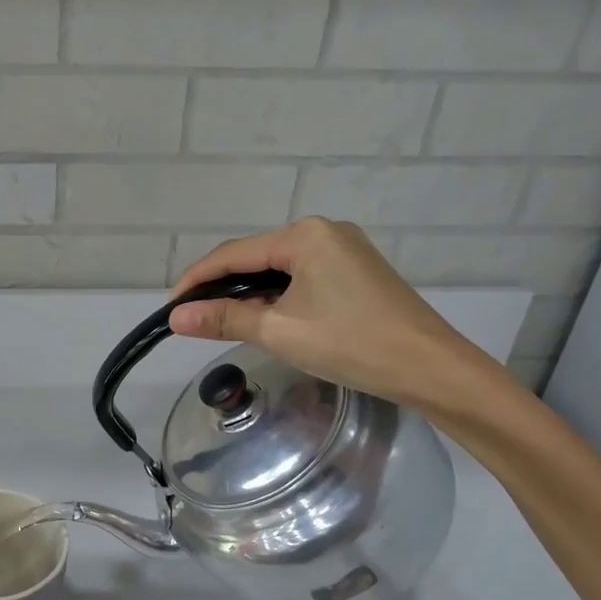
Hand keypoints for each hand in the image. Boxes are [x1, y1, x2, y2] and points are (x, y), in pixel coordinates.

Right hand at [169, 218, 504, 410]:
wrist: (430, 367)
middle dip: (223, 288)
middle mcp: (324, 231)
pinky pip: (303, 278)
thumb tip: (176, 316)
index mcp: (304, 235)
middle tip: (194, 319)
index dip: (197, 279)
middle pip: (256, 258)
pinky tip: (268, 319)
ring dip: (250, 295)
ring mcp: (345, 250)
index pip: (234, 254)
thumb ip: (224, 318)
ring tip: (224, 324)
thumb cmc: (350, 343)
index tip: (170, 307)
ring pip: (280, 270)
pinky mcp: (357, 272)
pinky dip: (278, 297)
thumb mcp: (279, 330)